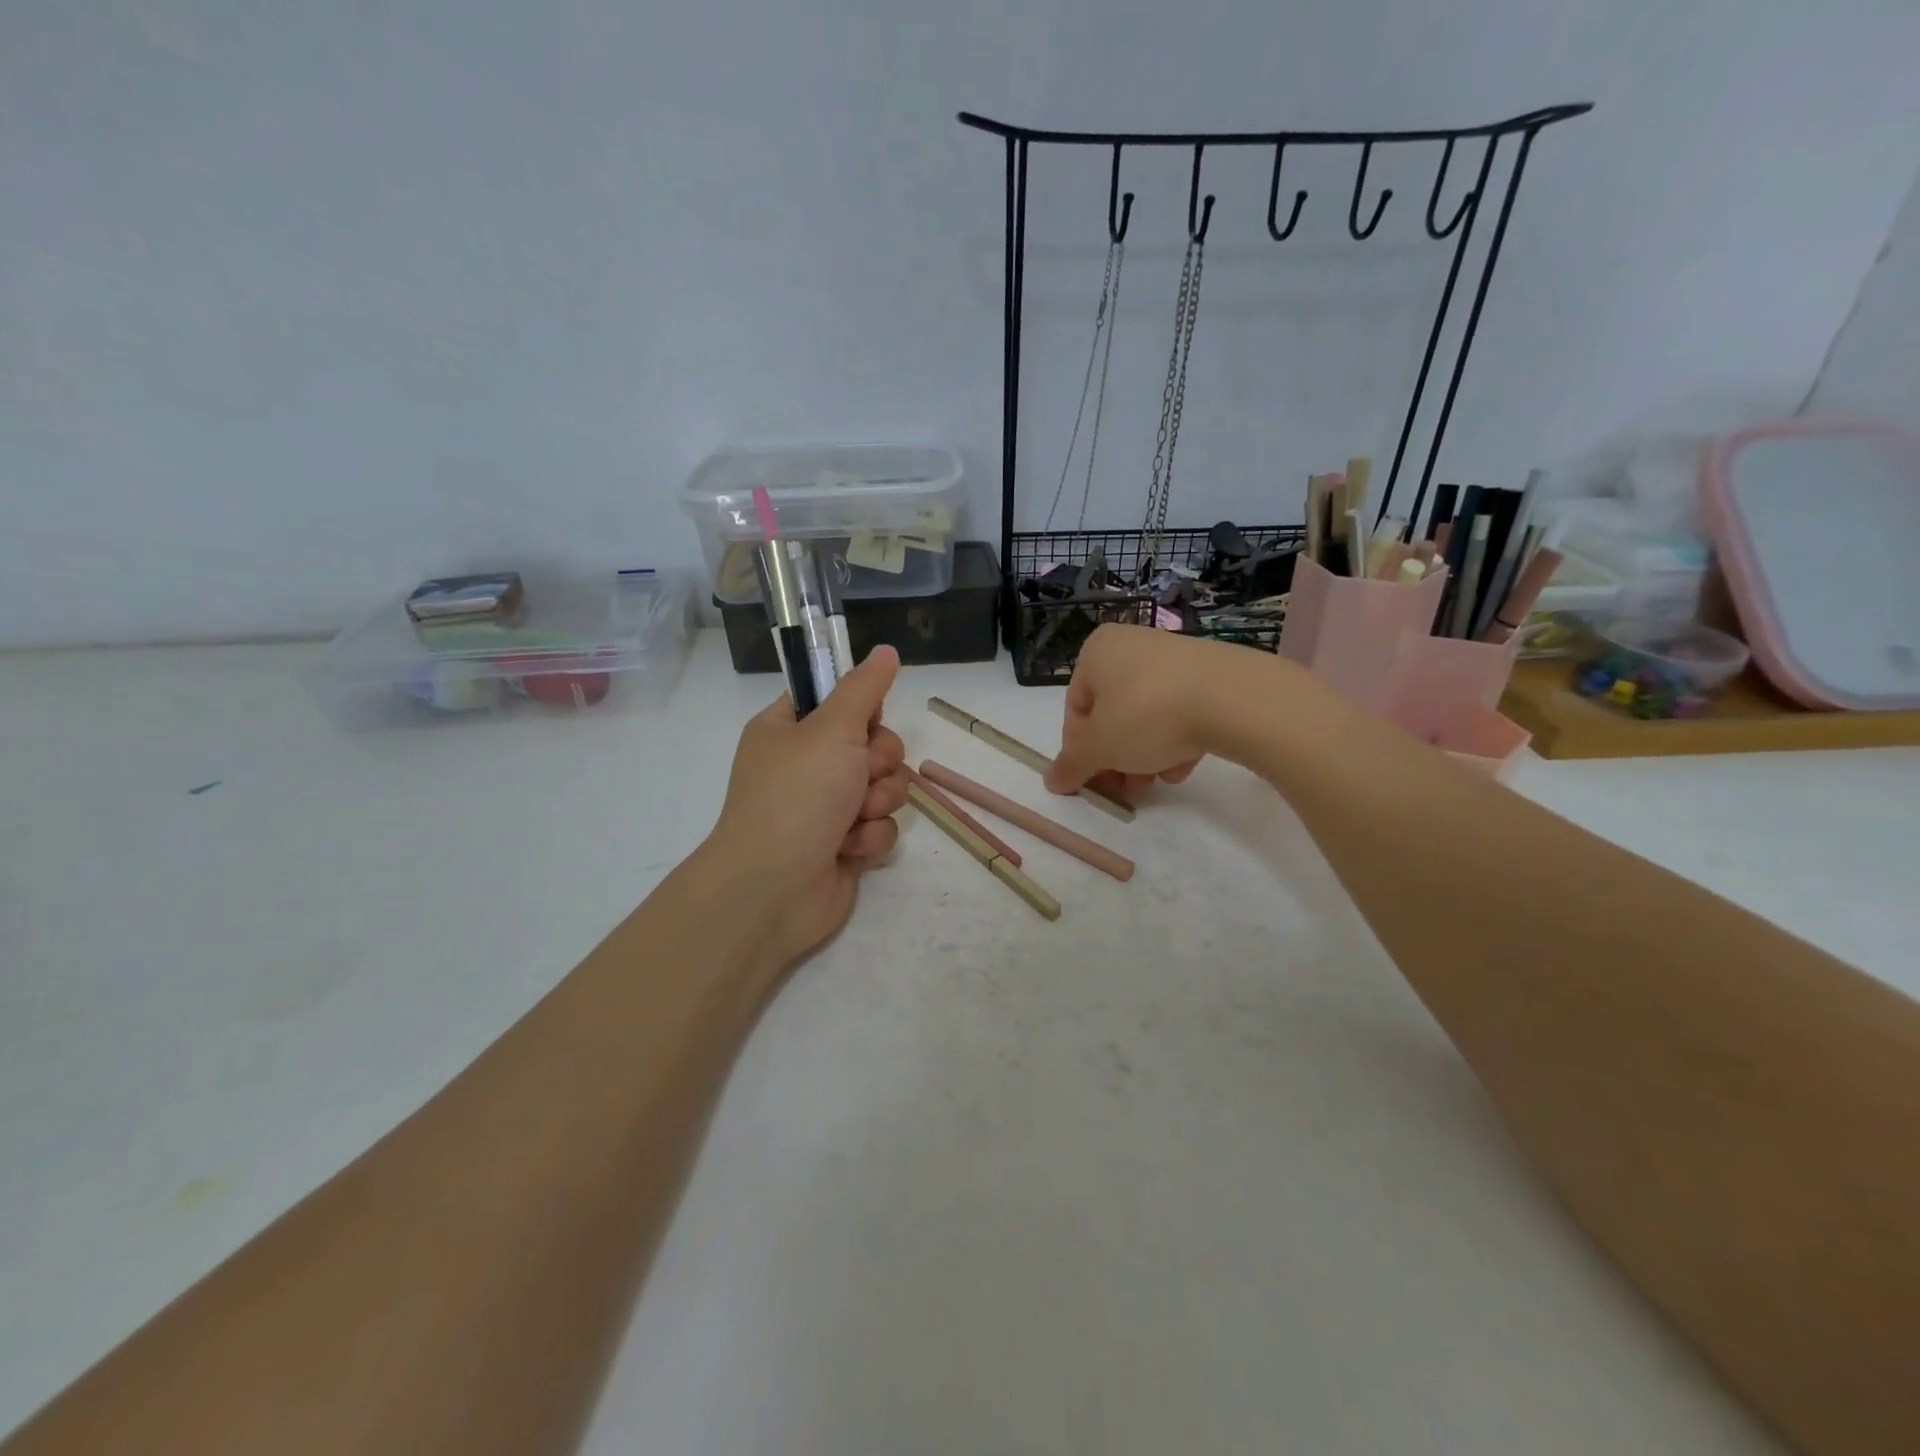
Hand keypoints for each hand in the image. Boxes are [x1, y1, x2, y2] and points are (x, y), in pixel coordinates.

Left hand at [703, 646, 910, 971]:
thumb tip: (885, 650)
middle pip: (873, 744)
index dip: (860, 710)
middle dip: (878, 763)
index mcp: (788, 731)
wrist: (773, 889)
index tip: (866, 721)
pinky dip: (870, 837)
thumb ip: (864, 689)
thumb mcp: (832, 729)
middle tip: (859, 775)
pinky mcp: (844, 844)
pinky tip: (848, 849)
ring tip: (853, 818)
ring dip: (877, 802)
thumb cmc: (797, 796)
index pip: (836, 700)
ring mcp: (826, 807)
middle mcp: (807, 766)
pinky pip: (880, 826)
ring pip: (884, 787)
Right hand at [1043, 625, 1250, 797]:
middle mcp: (1132, 646)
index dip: (1080, 751)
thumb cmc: (1147, 715)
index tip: (1092, 781)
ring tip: (1157, 783)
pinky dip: (1177, 741)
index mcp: (1097, 652)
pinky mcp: (1211, 674)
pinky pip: (1181, 712)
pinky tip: (1184, 766)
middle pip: (1112, 715)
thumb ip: (1071, 765)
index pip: (1075, 709)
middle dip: (1117, 758)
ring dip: (1145, 756)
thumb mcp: (1099, 747)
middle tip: (1125, 790)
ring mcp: (1174, 657)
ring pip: (1146, 717)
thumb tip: (1051, 781)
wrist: (1234, 698)